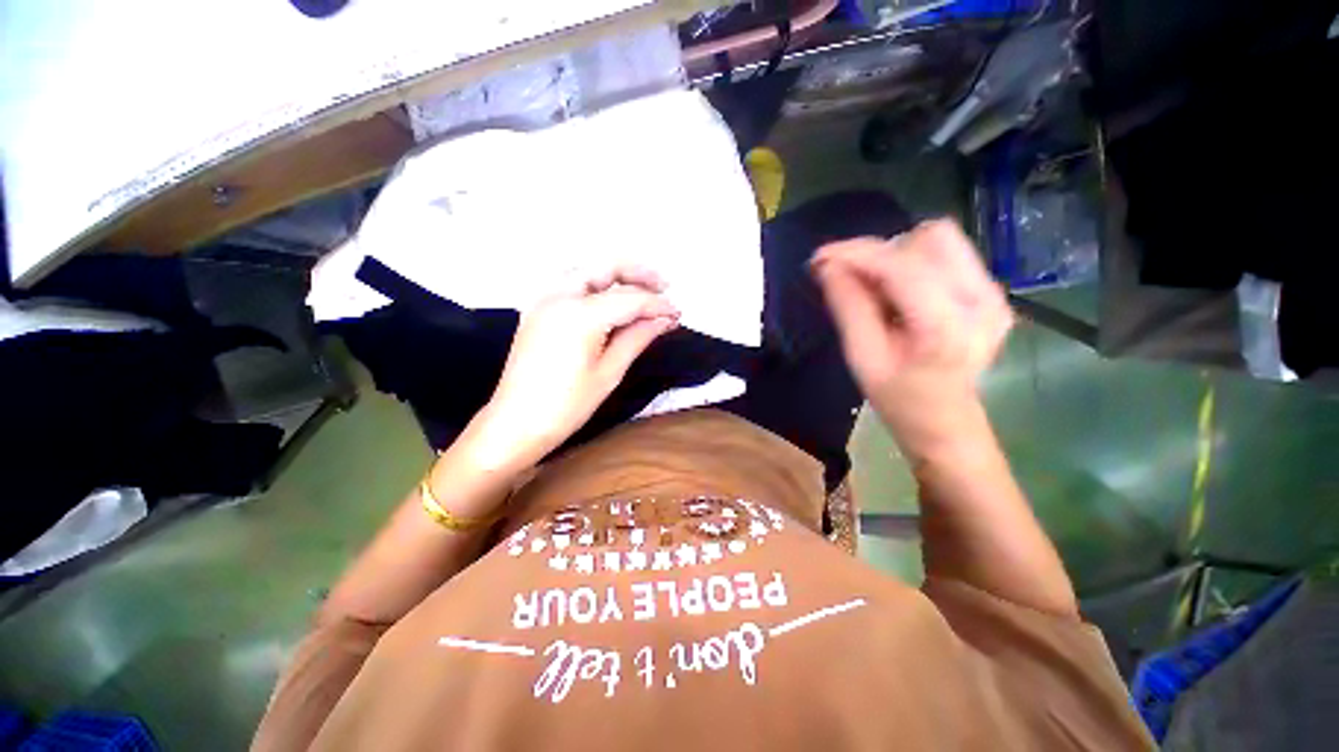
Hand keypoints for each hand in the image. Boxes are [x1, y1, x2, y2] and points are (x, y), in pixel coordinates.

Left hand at [461, 266, 679, 472]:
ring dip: (615, 275)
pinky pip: (571, 284)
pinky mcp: (537, 309)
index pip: (629, 299)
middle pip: (605, 267)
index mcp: (580, 314)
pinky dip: (596, 284)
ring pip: (586, 270)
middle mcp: (559, 295)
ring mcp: (544, 299)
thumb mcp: (609, 372)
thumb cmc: (568, 405)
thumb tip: (664, 318)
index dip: (657, 304)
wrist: (516, 423)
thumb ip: (637, 337)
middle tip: (664, 286)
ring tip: (641, 290)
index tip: (678, 313)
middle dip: (637, 274)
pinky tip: (611, 298)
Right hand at [812, 220, 1012, 455]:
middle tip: (851, 277)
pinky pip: (947, 255)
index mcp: (947, 325)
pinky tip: (896, 293)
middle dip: (881, 251)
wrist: (945, 423)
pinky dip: (912, 263)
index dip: (857, 254)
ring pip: (940, 240)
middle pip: (930, 237)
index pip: (902, 265)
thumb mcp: (862, 357)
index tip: (820, 258)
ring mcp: (994, 293)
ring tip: (874, 287)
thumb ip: (848, 307)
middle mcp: (982, 299)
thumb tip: (828, 266)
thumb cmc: (899, 399)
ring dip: (896, 255)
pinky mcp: (992, 292)